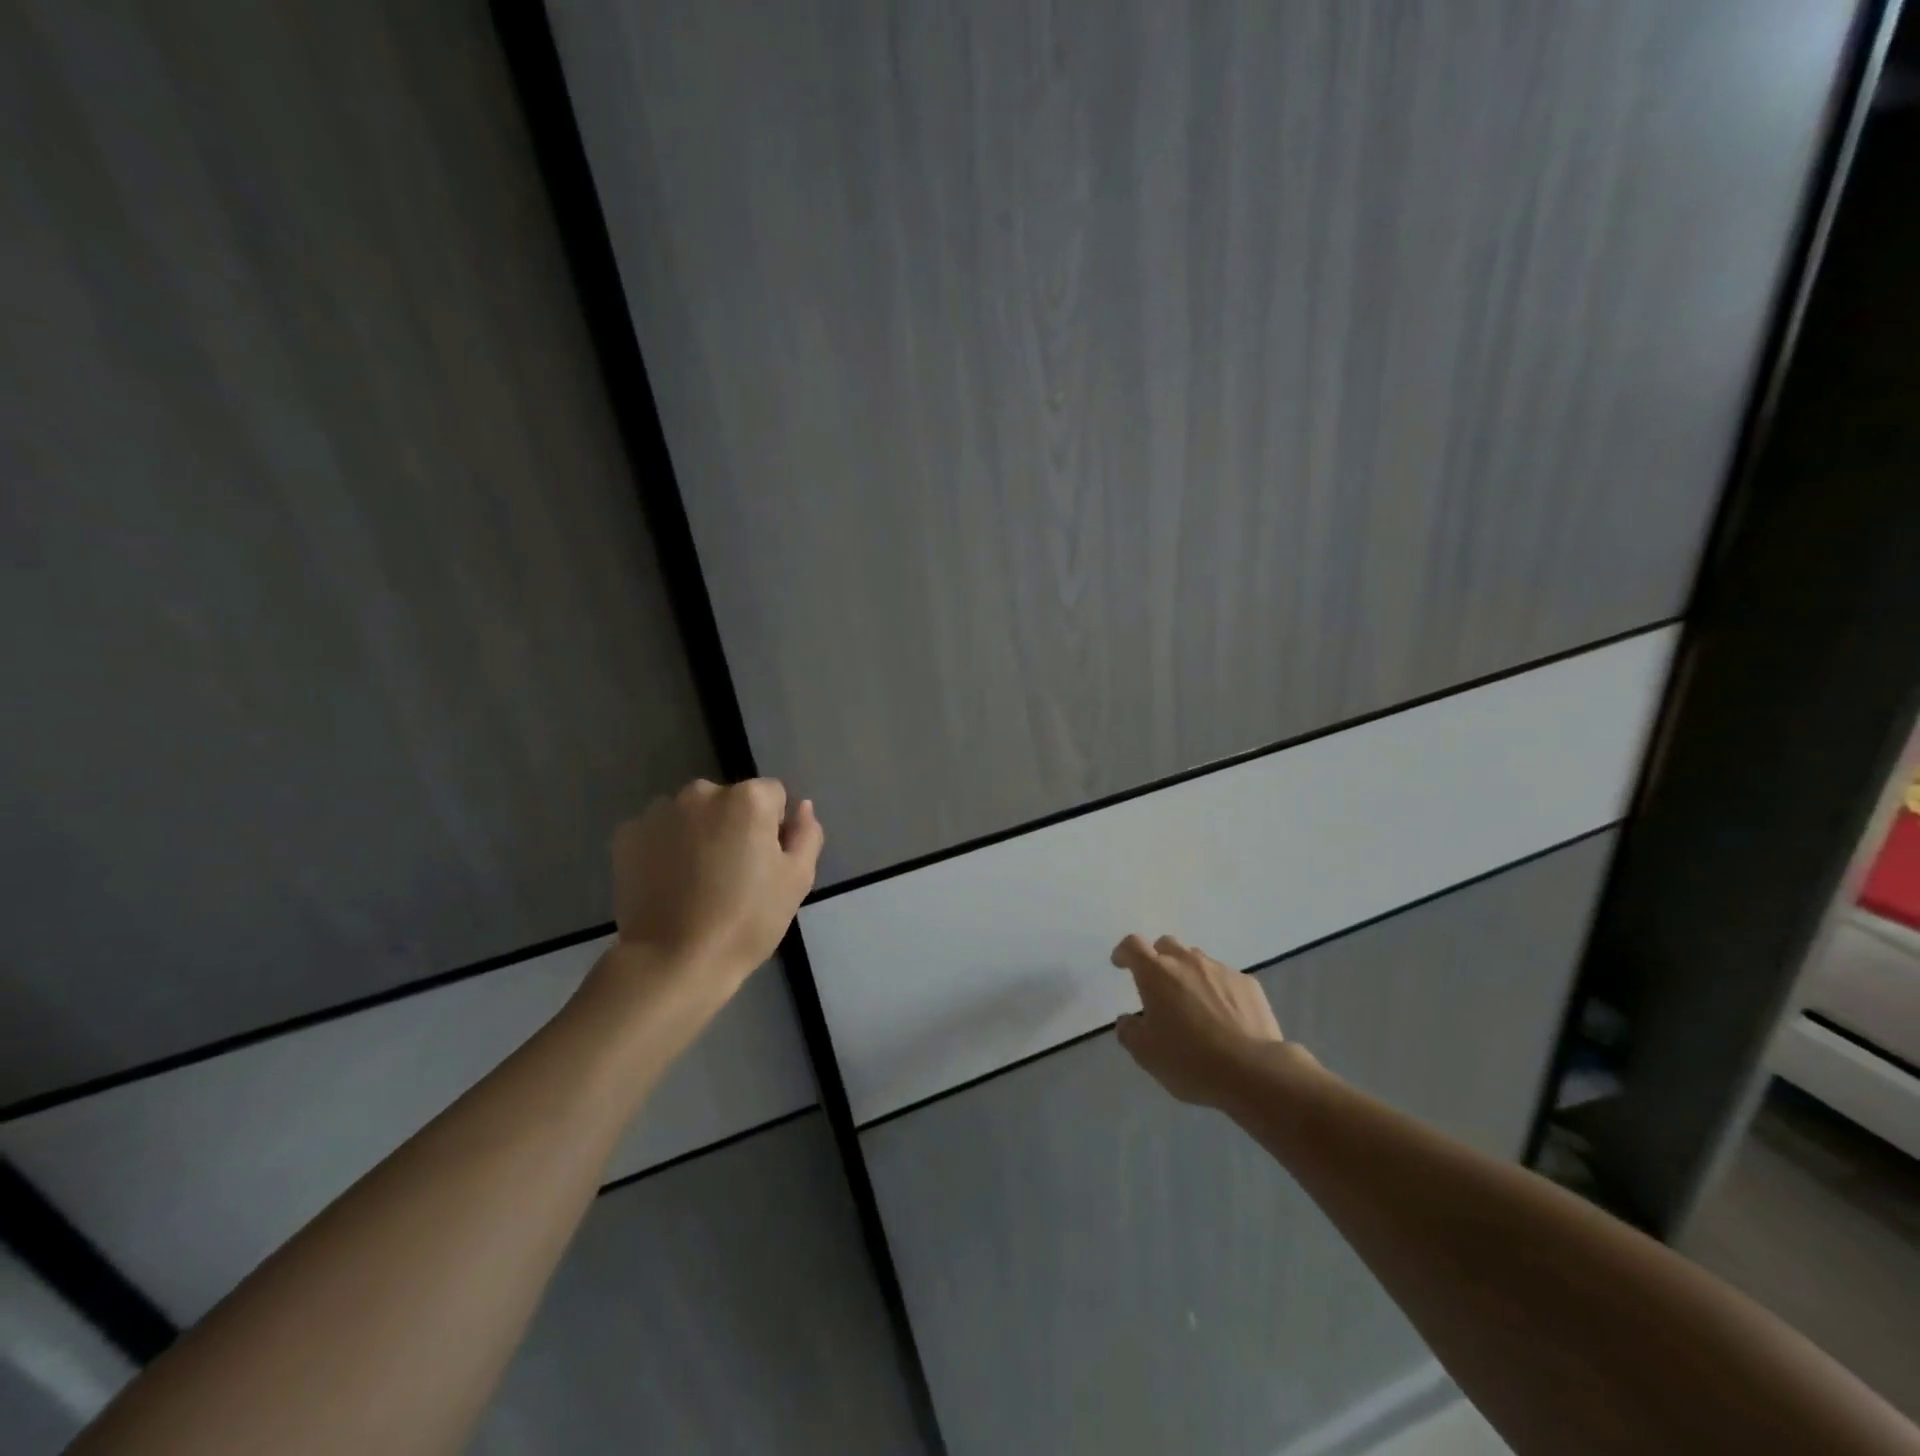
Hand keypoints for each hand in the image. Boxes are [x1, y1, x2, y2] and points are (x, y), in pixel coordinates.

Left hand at [608, 778, 823, 993]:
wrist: (674, 961)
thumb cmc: (747, 920)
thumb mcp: (797, 879)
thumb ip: (807, 833)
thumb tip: (802, 807)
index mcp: (748, 798)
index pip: (773, 795)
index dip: (775, 827)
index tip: (766, 863)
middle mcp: (702, 792)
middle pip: (730, 800)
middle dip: (734, 825)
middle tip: (733, 873)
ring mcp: (660, 811)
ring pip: (692, 814)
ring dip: (699, 833)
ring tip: (697, 880)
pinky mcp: (627, 835)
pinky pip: (659, 831)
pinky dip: (665, 847)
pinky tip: (669, 882)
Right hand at [1111, 934, 1292, 1109]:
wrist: (1254, 1072)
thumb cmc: (1191, 1061)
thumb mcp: (1146, 1055)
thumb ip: (1129, 1032)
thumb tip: (1128, 1020)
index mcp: (1156, 974)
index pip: (1133, 946)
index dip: (1124, 952)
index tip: (1121, 963)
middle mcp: (1188, 962)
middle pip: (1167, 945)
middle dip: (1158, 958)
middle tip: (1158, 985)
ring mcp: (1221, 970)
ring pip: (1197, 960)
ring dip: (1189, 974)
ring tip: (1193, 1003)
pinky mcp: (1248, 984)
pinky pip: (1225, 978)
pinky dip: (1217, 989)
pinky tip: (1224, 1017)